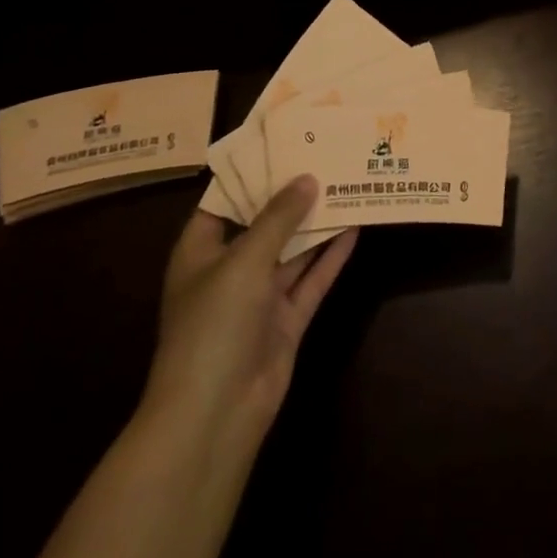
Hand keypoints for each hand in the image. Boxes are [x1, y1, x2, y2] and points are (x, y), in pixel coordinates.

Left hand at [139, 176, 356, 465]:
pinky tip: (355, 227)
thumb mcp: (243, 261)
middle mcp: (229, 270)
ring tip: (347, 183)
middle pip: (264, 224)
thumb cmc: (213, 325)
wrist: (214, 414)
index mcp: (201, 251)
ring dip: (316, 223)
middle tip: (326, 156)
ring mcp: (259, 298)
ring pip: (293, 251)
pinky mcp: (286, 320)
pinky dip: (331, 256)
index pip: (224, 201)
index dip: (252, 174)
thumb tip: (307, 178)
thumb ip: (278, 219)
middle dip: (292, 196)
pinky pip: (311, 280)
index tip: (285, 143)